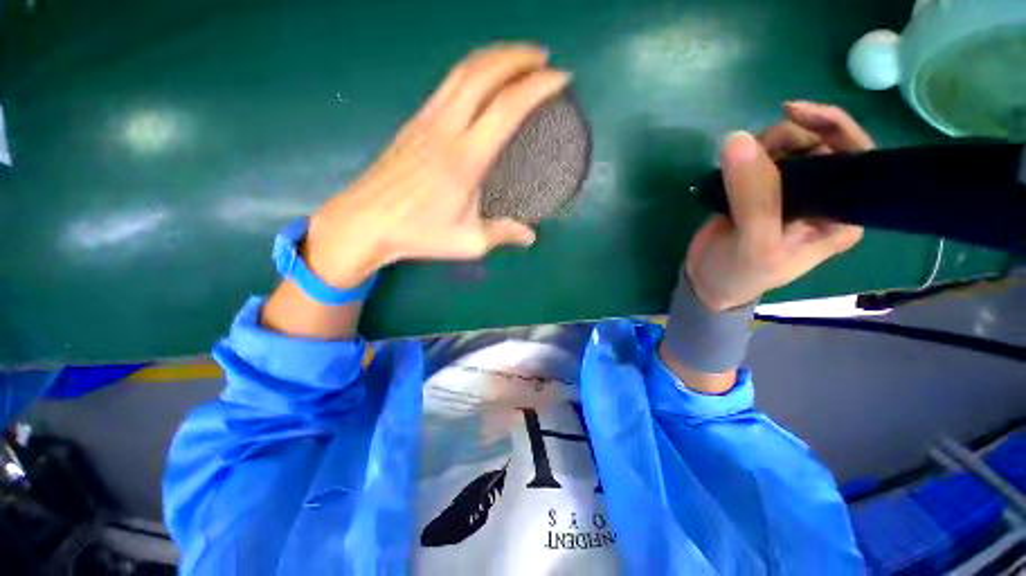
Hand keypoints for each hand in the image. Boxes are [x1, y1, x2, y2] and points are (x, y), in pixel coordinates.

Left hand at [303, 44, 569, 287]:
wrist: (365, 222)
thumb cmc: (419, 233)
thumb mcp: (468, 242)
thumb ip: (503, 234)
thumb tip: (530, 236)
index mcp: (466, 159)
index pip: (508, 108)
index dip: (537, 87)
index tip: (561, 78)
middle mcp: (446, 129)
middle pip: (484, 73)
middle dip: (518, 57)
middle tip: (544, 58)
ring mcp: (426, 120)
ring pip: (463, 71)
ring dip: (494, 57)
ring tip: (517, 58)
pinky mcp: (414, 122)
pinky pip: (447, 83)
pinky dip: (472, 70)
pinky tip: (481, 79)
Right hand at [685, 102, 871, 310]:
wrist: (706, 280)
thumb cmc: (740, 273)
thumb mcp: (755, 245)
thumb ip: (754, 198)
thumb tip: (738, 140)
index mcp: (840, 215)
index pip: (857, 158)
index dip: (832, 128)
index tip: (794, 113)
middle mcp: (823, 197)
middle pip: (821, 144)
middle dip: (791, 136)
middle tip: (757, 148)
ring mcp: (790, 191)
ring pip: (790, 146)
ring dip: (766, 143)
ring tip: (738, 161)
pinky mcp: (760, 189)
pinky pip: (762, 157)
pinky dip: (748, 152)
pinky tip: (733, 163)